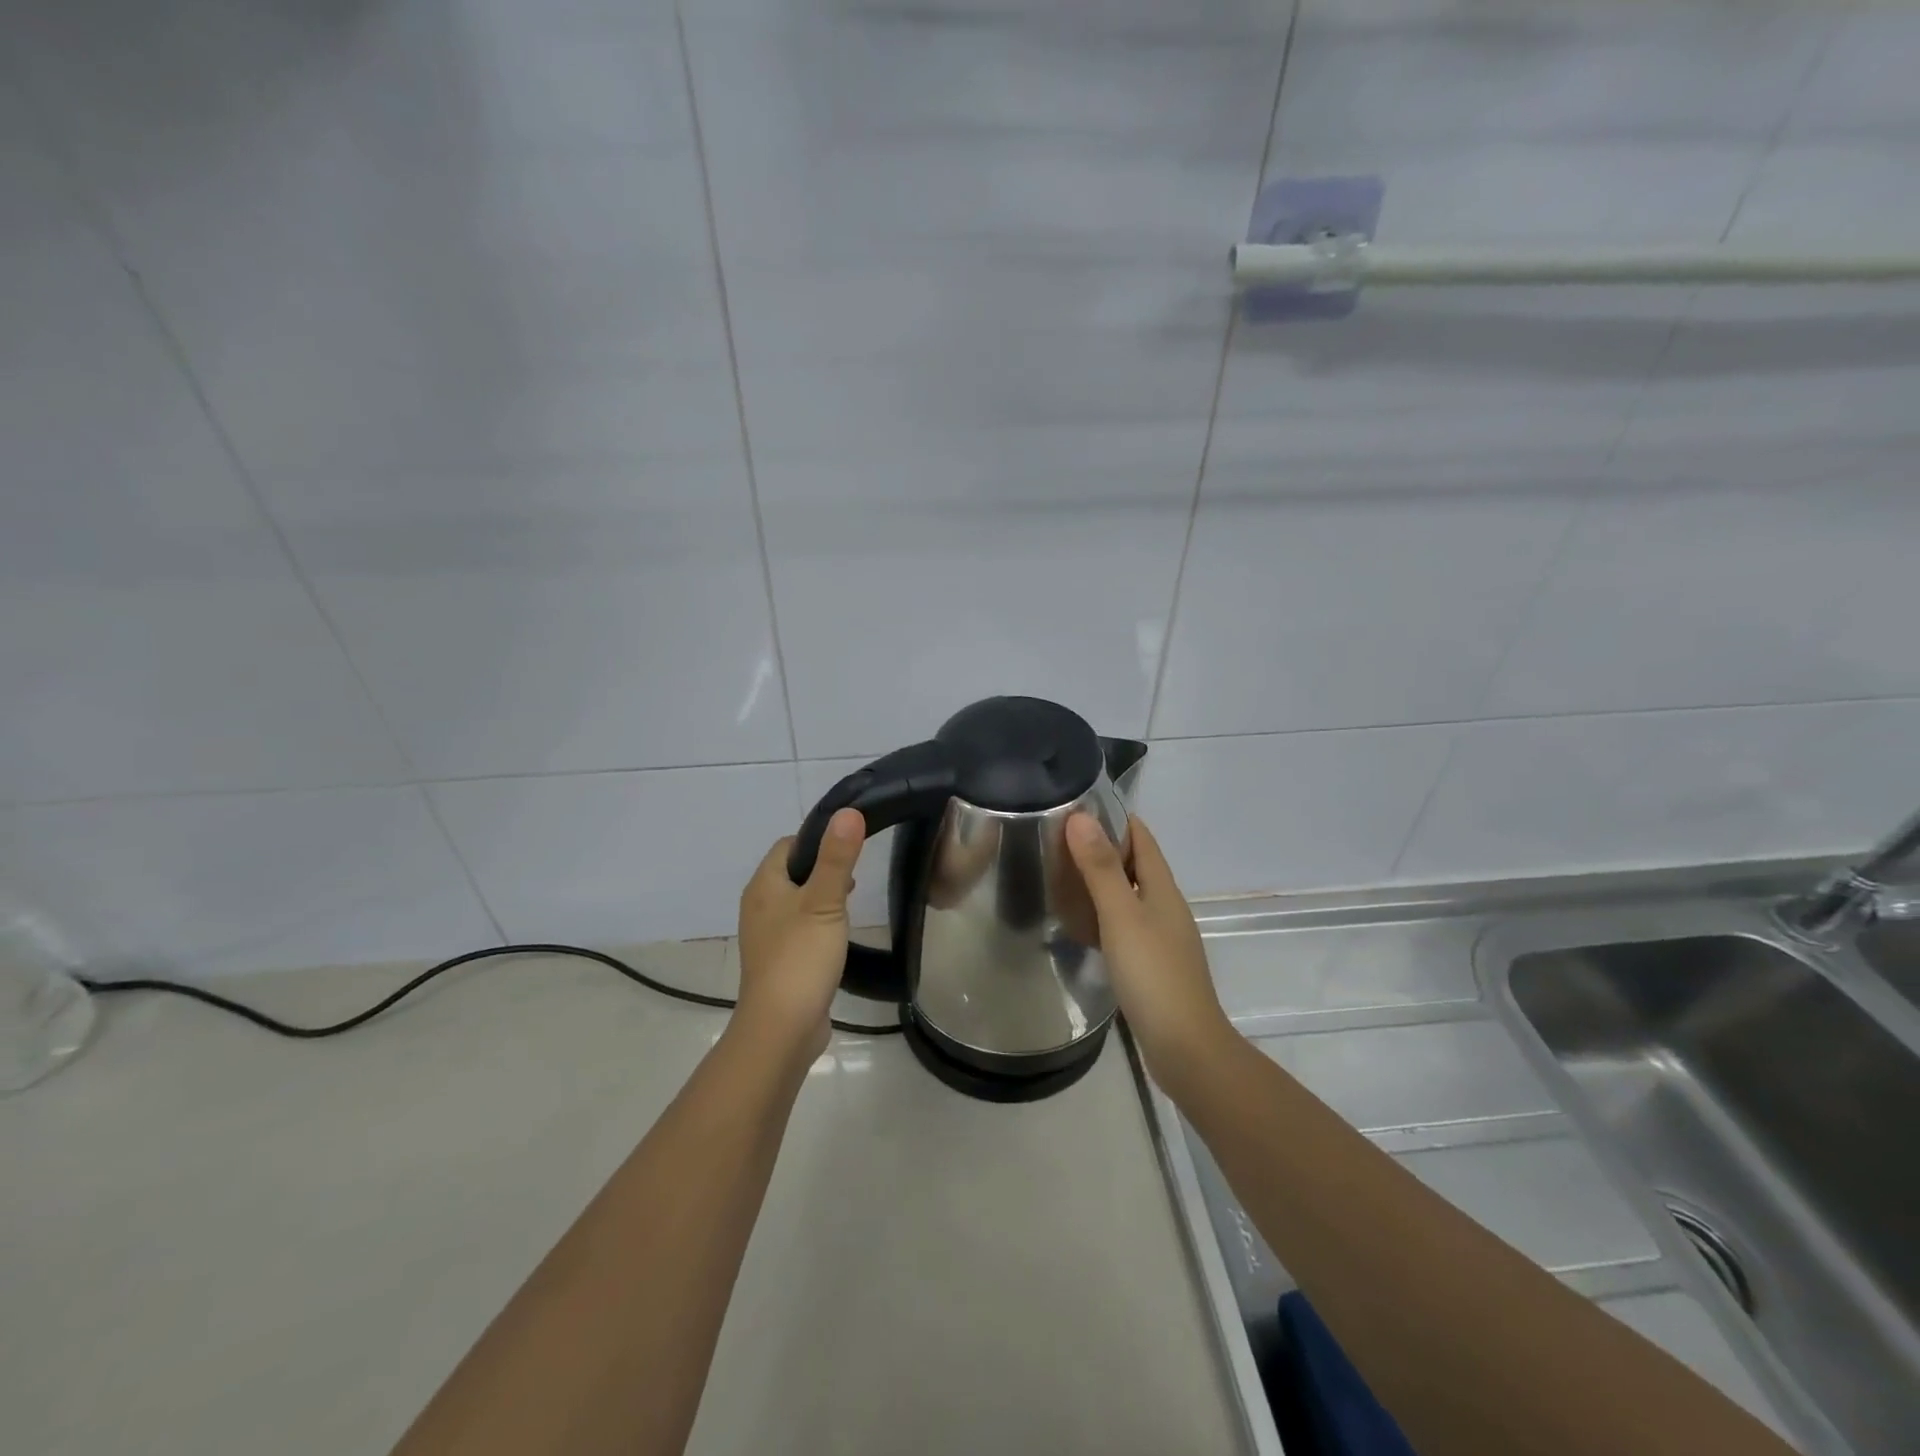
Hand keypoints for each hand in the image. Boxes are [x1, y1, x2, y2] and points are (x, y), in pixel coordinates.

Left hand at [733, 808, 864, 1063]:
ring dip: (821, 899)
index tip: (848, 848)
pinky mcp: (778, 962)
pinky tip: (837, 939)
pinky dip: (817, 926)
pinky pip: (798, 930)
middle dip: (822, 870)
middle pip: (791, 873)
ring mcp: (766, 937)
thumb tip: (848, 812)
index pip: (787, 845)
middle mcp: (758, 907)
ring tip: (850, 907)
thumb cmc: (801, 957)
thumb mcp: (826, 901)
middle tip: (854, 879)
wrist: (782, 1028)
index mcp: (763, 886)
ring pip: (796, 903)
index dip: (817, 840)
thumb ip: (837, 857)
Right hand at [1066, 813, 1233, 1088]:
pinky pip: (1124, 925)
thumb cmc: (1153, 974)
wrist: (1185, 1047)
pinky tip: (1080, 924)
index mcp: (1162, 888)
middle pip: (1134, 864)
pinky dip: (1102, 915)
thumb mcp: (1121, 916)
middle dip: (1101, 848)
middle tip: (1056, 840)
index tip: (1076, 806)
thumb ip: (1101, 868)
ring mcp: (1160, 936)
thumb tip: (1081, 817)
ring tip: (1060, 876)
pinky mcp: (1152, 963)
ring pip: (1128, 895)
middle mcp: (1165, 906)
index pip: (1141, 837)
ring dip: (1100, 882)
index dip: (1114, 818)